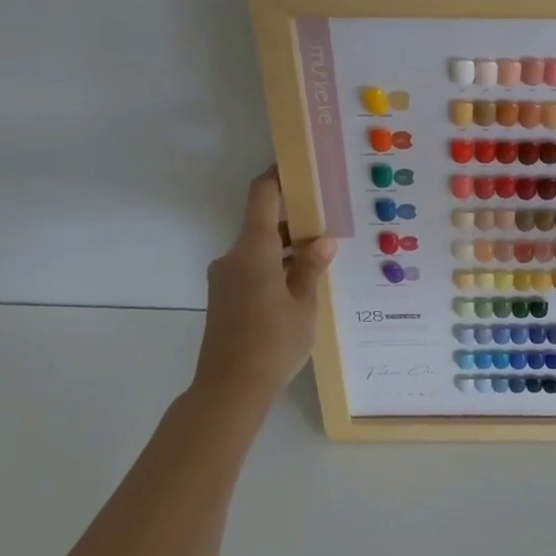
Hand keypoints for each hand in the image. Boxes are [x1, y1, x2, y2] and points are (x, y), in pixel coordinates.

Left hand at [193, 169, 336, 397]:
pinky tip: (301, 282)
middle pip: (264, 223)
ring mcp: (226, 279)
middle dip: (295, 218)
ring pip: (259, 248)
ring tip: (323, 252)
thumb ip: (311, 267)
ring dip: (287, 247)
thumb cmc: (272, 343)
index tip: (300, 165)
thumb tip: (322, 239)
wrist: (229, 390)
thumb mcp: (303, 304)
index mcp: (253, 250)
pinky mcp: (224, 298)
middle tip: (330, 216)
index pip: (262, 195)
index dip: (278, 174)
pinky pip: (253, 269)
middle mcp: (233, 257)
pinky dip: (275, 266)